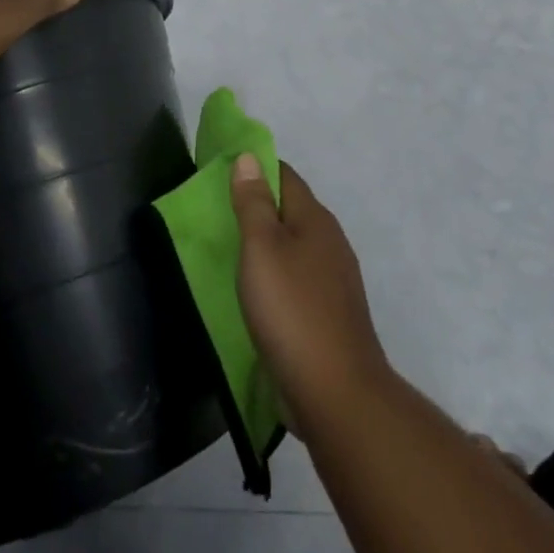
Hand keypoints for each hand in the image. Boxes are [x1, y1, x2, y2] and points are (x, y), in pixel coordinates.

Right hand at [231, 157, 392, 436]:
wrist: (337, 395)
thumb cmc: (292, 311)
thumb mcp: (262, 248)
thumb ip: (253, 202)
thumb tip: (249, 157)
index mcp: (315, 220)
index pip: (284, 176)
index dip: (254, 168)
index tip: (220, 173)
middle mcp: (330, 243)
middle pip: (290, 210)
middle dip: (257, 207)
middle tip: (217, 213)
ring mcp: (334, 282)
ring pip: (293, 248)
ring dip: (265, 245)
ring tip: (228, 251)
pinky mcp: (330, 316)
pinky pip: (297, 281)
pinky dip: (274, 277)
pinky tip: (255, 293)